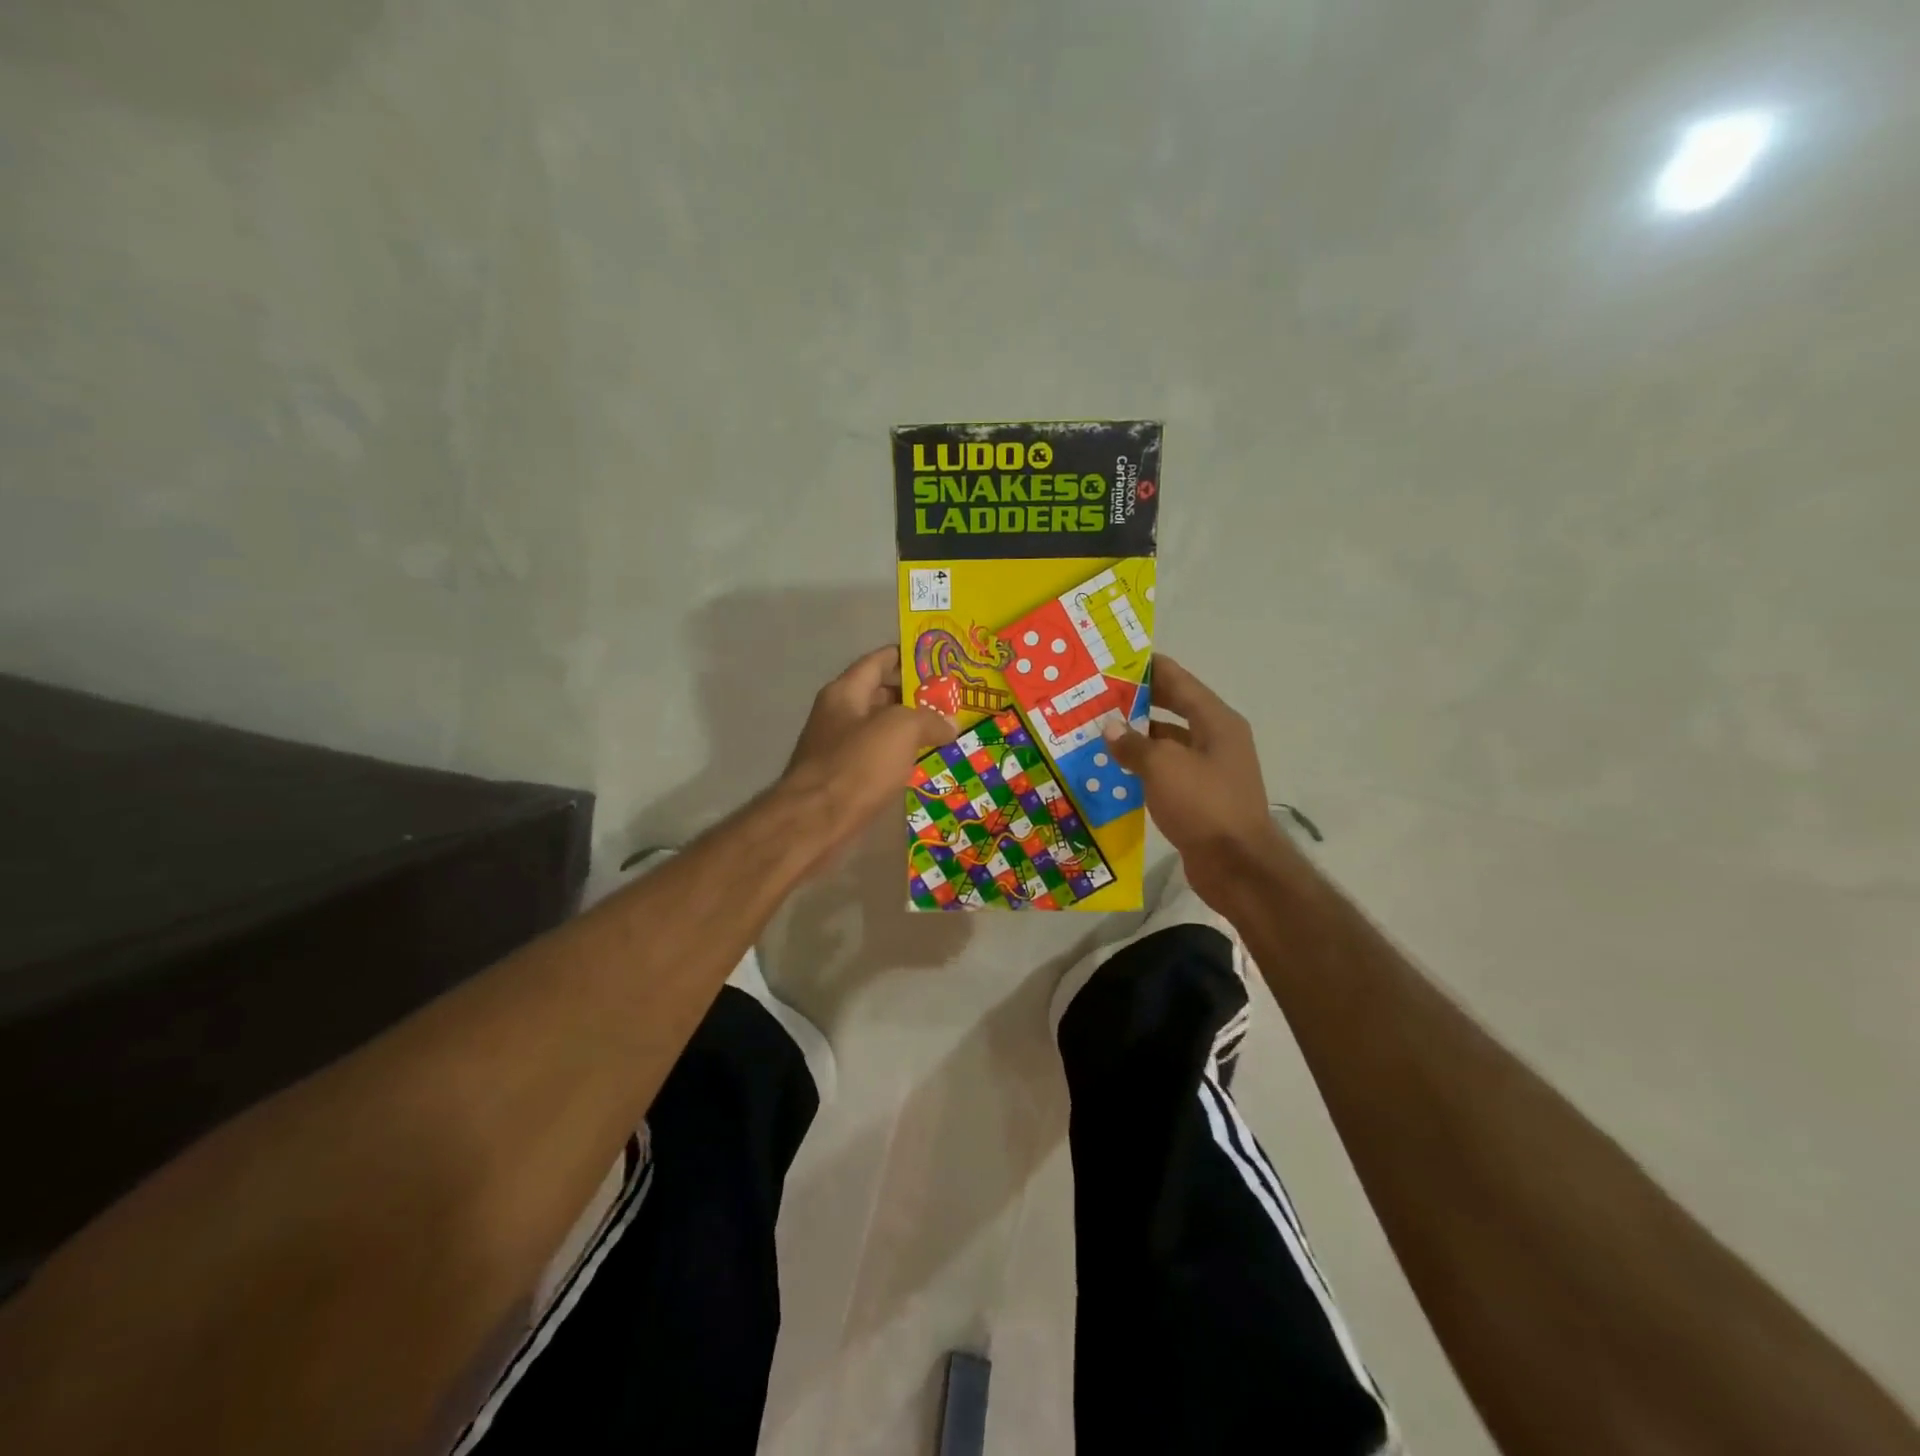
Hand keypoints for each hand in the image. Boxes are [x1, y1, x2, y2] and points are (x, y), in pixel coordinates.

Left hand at [782, 645, 955, 851]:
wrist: (815, 822)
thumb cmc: (857, 764)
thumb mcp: (900, 730)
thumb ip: (928, 719)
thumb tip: (950, 724)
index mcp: (845, 692)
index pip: (877, 660)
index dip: (906, 656)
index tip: (936, 658)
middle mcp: (837, 714)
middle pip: (879, 695)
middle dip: (913, 695)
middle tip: (950, 699)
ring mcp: (837, 748)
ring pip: (879, 729)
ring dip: (908, 729)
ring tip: (944, 730)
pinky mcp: (842, 779)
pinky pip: (876, 758)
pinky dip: (898, 757)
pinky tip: (921, 764)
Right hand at [1103, 656, 1299, 906]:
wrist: (1237, 866)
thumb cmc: (1204, 805)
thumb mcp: (1163, 768)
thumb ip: (1134, 744)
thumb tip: (1110, 728)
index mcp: (1216, 722)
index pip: (1180, 681)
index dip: (1150, 669)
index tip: (1116, 660)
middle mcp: (1216, 740)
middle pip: (1174, 710)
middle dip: (1138, 703)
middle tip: (1099, 696)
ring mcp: (1210, 770)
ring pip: (1167, 743)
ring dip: (1137, 738)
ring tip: (1098, 731)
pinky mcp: (1199, 797)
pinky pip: (1166, 772)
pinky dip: (1143, 768)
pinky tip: (1114, 770)